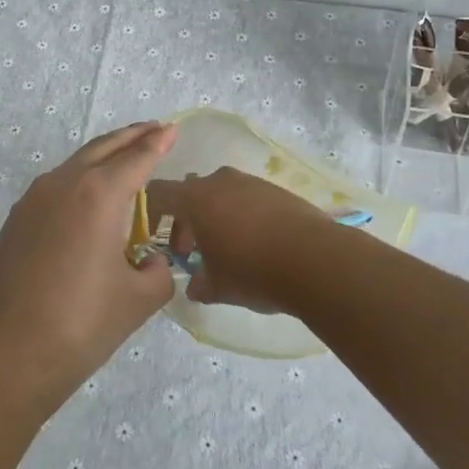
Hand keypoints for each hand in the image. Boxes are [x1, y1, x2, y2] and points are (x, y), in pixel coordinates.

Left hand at [0, 122, 178, 405]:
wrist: (6, 354)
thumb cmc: (81, 324)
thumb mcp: (138, 300)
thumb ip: (157, 272)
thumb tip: (149, 262)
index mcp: (99, 194)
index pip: (137, 158)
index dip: (158, 142)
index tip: (171, 128)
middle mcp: (64, 183)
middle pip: (103, 148)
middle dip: (131, 137)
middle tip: (153, 130)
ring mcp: (33, 199)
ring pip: (75, 164)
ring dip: (103, 156)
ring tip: (124, 158)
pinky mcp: (16, 220)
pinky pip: (56, 187)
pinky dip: (79, 179)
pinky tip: (87, 199)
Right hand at [143, 168, 330, 310]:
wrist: (316, 260)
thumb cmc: (253, 271)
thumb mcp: (217, 287)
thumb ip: (198, 284)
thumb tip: (194, 286)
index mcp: (196, 198)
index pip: (159, 193)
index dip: (152, 214)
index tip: (157, 238)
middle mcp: (220, 181)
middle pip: (191, 191)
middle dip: (187, 219)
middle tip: (194, 251)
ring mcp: (251, 182)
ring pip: (222, 193)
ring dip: (216, 216)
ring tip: (228, 249)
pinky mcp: (277, 190)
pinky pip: (248, 198)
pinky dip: (243, 215)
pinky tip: (257, 244)